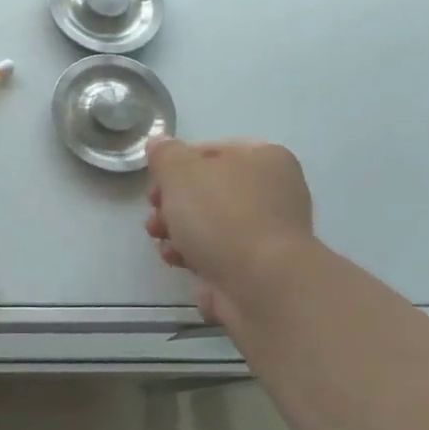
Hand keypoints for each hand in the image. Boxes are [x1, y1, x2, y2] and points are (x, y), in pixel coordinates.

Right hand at [144, 136, 314, 330]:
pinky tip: (179, 262)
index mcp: (264, 159)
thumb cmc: (222, 215)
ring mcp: (268, 234)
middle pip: (207, 191)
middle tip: (156, 216)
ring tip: (163, 243)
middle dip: (172, 205)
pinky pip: (218, 256)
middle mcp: (273, 192)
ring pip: (209, 225)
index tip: (155, 186)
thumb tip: (159, 143)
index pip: (209, 152)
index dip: (174, 167)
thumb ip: (165, 154)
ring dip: (178, 233)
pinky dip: (196, 258)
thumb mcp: (180, 171)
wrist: (262, 285)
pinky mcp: (259, 269)